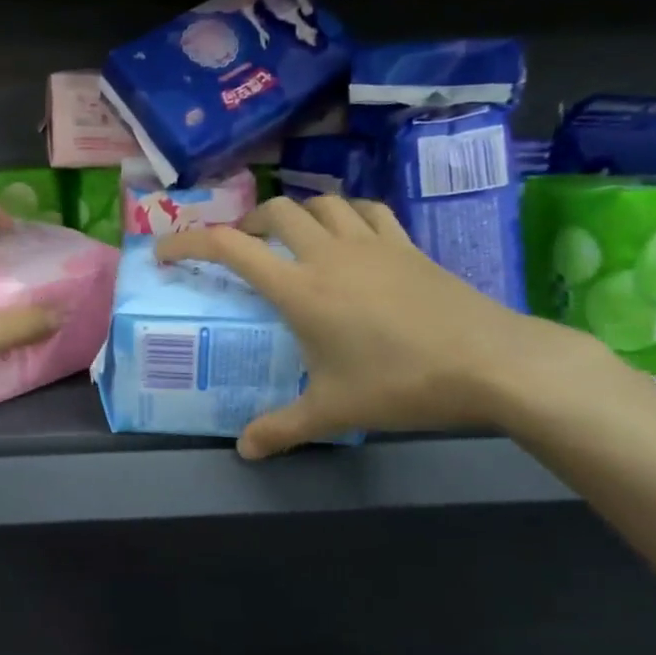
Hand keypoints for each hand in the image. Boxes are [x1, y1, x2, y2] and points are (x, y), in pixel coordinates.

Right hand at [155, 195, 590, 456]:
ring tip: (291, 238)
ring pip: (321, 203)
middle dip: (247, 224)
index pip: (228, 248)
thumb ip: (282, 428)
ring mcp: (370, 243)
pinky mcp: (406, 244)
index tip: (166, 253)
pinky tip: (348, 233)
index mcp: (299, 288)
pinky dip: (346, 213)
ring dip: (296, 213)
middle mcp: (327, 254)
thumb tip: (245, 451)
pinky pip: (367, 211)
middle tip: (242, 249)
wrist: (490, 362)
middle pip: (274, 213)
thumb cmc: (401, 383)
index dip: (188, 243)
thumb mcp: (334, 411)